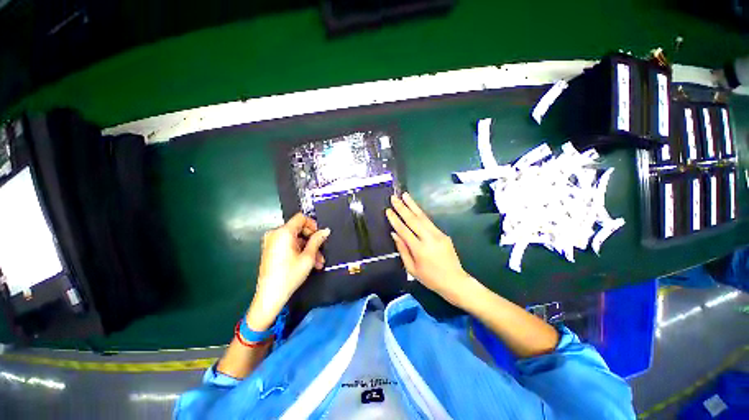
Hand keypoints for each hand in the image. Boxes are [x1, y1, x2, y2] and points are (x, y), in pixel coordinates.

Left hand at [246, 213, 329, 330]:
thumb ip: (317, 240)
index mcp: (283, 232)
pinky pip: (288, 245)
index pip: (301, 218)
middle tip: (321, 253)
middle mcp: (275, 234)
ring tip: (318, 263)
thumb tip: (325, 230)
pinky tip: (309, 263)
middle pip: (299, 229)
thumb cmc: (290, 274)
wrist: (270, 296)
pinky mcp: (271, 250)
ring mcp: (271, 242)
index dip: (313, 225)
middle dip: (312, 241)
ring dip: (308, 249)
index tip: (320, 236)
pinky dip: (299, 251)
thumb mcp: (308, 257)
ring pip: (295, 239)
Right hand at [386, 193, 473, 304]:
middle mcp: (429, 239)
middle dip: (402, 207)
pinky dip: (421, 213)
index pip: (404, 230)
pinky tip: (415, 208)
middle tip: (394, 197)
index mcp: (419, 249)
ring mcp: (438, 235)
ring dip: (413, 205)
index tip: (388, 210)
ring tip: (405, 195)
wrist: (455, 281)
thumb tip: (395, 234)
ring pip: (423, 217)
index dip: (395, 220)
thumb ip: (402, 250)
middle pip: (413, 220)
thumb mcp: (412, 269)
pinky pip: (429, 222)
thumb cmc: (430, 278)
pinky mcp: (443, 234)